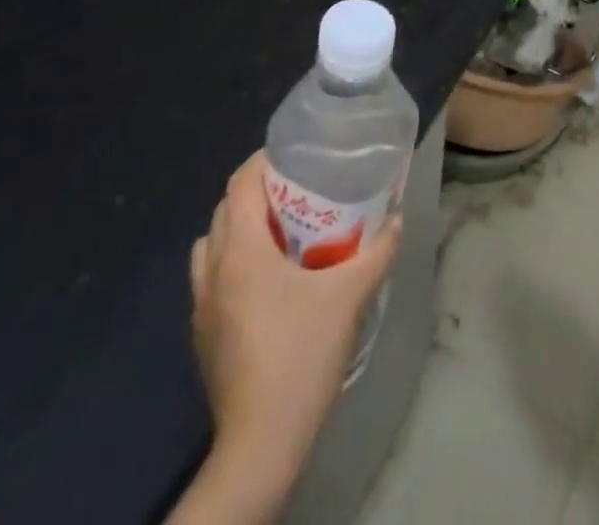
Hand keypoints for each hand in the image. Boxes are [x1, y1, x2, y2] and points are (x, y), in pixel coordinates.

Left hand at [187, 152, 402, 510]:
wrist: (260, 442)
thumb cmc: (301, 356)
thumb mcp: (349, 297)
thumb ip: (376, 253)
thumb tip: (397, 221)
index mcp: (241, 251)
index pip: (240, 183)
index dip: (262, 162)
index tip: (293, 157)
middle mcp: (213, 270)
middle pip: (225, 209)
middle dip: (256, 193)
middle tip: (296, 193)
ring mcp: (202, 306)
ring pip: (212, 245)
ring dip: (239, 230)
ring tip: (278, 236)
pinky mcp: (202, 335)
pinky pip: (211, 279)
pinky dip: (232, 265)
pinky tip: (266, 285)